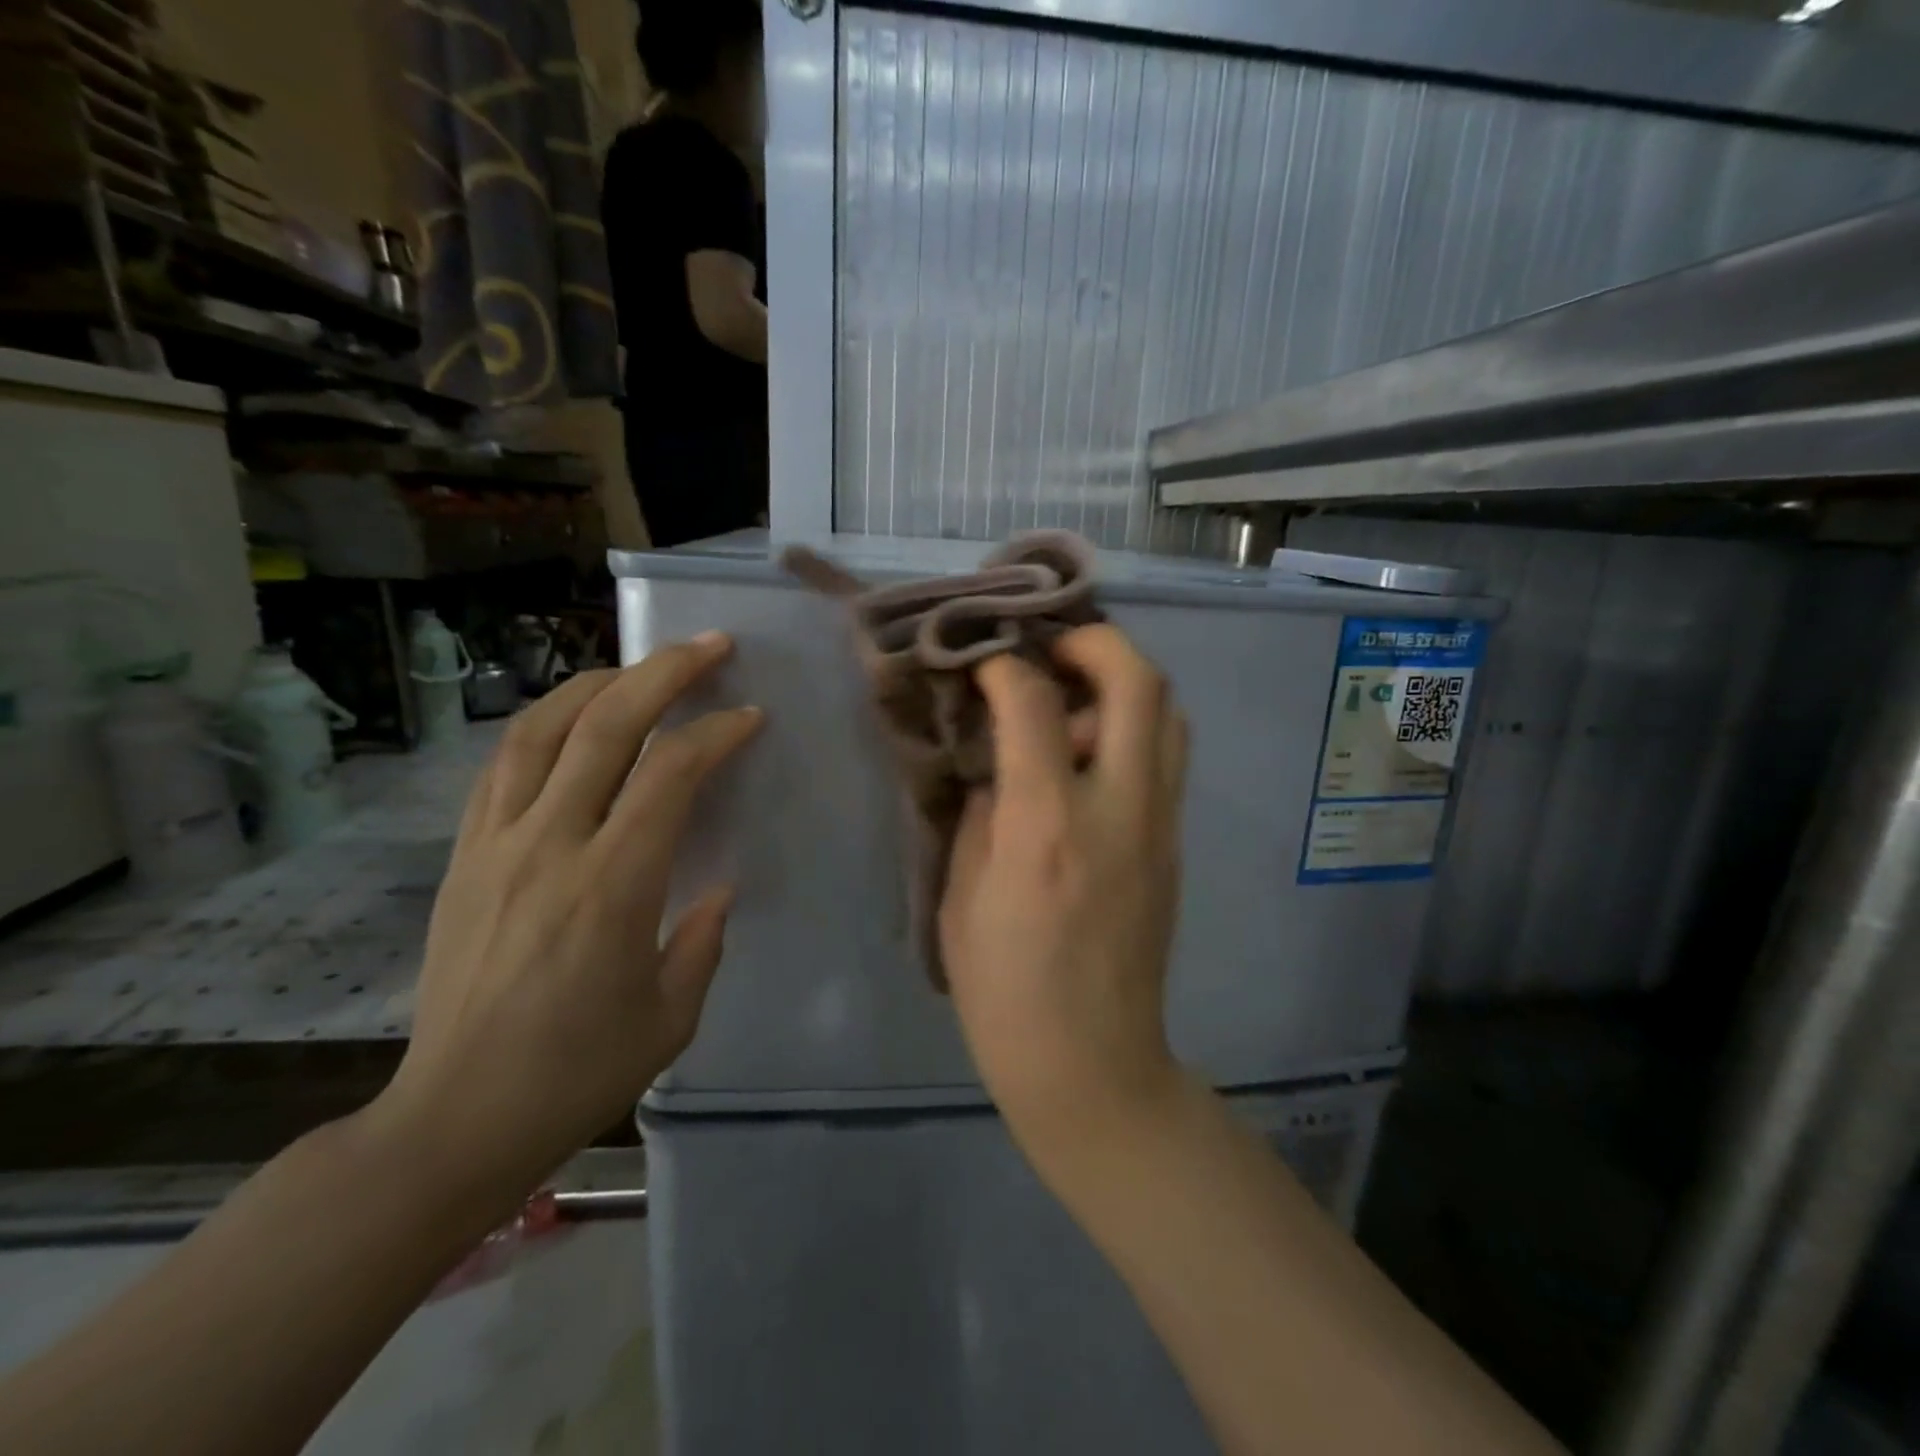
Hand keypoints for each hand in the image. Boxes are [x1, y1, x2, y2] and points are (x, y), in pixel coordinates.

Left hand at [370, 635, 761, 1203]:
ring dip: (597, 684)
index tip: (749, 718)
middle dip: (664, 672)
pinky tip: (572, 721)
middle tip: (709, 646)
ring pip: (542, 730)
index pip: (669, 773)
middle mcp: (549, 846)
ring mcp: (496, 845)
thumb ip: (703, 939)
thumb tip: (717, 887)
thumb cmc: (577, 1072)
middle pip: (605, 726)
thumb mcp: (671, 1016)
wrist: (453, 1120)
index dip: (716, 733)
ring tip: (638, 668)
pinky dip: (544, 726)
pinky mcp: (464, 857)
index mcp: (612, 885)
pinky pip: (503, 767)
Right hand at [939, 625, 1189, 1155]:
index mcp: (1046, 825)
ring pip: (1169, 711)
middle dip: (1092, 640)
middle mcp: (1118, 809)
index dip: (1004, 666)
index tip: (983, 664)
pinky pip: (1168, 755)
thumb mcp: (963, 894)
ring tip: (1074, 695)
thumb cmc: (1004, 989)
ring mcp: (1160, 825)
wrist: (1091, 1062)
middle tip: (1049, 650)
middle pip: (1138, 681)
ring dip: (1124, 680)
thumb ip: (985, 810)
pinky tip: (1094, 751)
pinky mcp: (1176, 844)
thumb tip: (1001, 758)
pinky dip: (1136, 724)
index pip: (1036, 703)